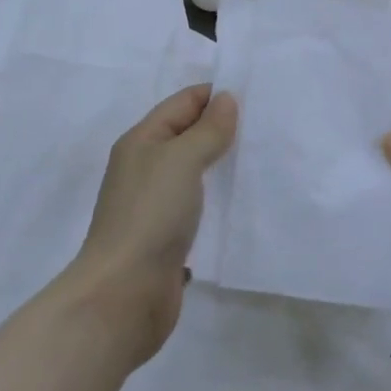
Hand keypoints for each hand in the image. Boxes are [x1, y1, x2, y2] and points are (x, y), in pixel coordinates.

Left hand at [64, 84, 236, 365]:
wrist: (123, 295)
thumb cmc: (150, 215)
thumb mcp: (181, 160)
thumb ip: (207, 130)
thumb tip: (225, 99)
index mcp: (141, 141)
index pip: (182, 103)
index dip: (214, 95)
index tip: (255, 96)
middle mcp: (145, 168)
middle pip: (186, 136)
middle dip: (222, 129)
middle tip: (266, 127)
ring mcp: (154, 206)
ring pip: (193, 173)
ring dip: (221, 166)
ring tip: (261, 161)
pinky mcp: (166, 239)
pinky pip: (197, 208)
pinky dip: (216, 201)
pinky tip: (243, 205)